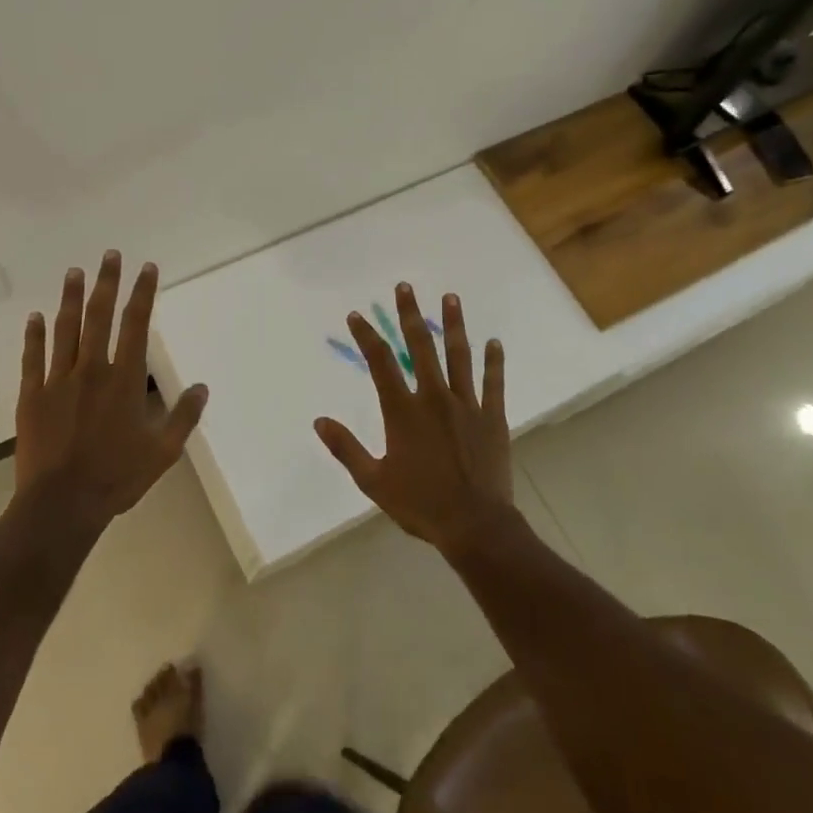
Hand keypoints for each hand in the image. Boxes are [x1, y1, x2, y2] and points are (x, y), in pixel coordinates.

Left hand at [15, 251, 208, 528]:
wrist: (61, 504)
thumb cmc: (116, 477)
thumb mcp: (163, 452)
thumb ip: (183, 417)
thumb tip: (201, 386)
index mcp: (124, 380)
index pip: (136, 325)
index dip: (143, 293)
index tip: (146, 268)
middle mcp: (91, 370)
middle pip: (100, 316)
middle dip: (107, 283)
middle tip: (110, 255)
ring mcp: (58, 381)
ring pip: (65, 329)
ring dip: (71, 298)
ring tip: (74, 272)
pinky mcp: (32, 397)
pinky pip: (32, 358)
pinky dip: (33, 336)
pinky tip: (35, 317)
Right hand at [314, 283, 513, 555]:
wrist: (474, 525)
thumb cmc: (420, 504)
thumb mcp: (373, 481)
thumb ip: (346, 448)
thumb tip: (318, 422)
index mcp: (403, 411)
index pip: (380, 363)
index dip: (366, 336)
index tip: (357, 315)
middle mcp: (433, 398)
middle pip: (420, 347)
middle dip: (410, 315)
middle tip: (405, 287)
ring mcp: (466, 405)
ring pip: (459, 356)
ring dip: (454, 325)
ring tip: (451, 298)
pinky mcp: (492, 417)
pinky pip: (493, 383)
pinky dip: (494, 362)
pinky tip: (494, 343)